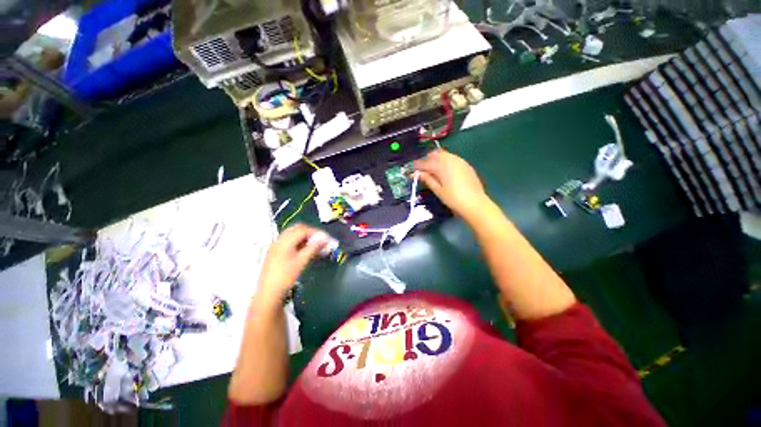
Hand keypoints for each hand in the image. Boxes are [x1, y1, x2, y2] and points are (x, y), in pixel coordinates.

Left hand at [256, 224, 326, 304]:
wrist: (269, 292)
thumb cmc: (286, 276)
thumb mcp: (301, 261)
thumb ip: (313, 248)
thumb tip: (325, 239)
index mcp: (285, 241)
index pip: (303, 229)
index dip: (316, 232)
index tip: (326, 238)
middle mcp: (279, 240)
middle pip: (297, 229)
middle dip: (310, 232)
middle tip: (321, 239)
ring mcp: (276, 245)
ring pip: (293, 234)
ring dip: (304, 236)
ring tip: (314, 245)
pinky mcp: (275, 252)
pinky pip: (289, 240)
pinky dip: (299, 241)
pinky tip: (304, 249)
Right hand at [414, 150, 489, 221]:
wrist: (475, 203)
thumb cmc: (453, 198)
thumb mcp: (438, 190)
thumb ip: (428, 179)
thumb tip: (417, 174)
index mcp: (441, 166)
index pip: (425, 163)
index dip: (417, 166)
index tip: (412, 170)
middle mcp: (450, 160)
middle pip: (435, 154)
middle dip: (427, 159)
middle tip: (423, 170)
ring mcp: (459, 161)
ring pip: (444, 154)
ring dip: (437, 159)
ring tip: (434, 171)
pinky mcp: (466, 164)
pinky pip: (452, 158)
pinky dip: (446, 161)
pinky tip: (446, 171)